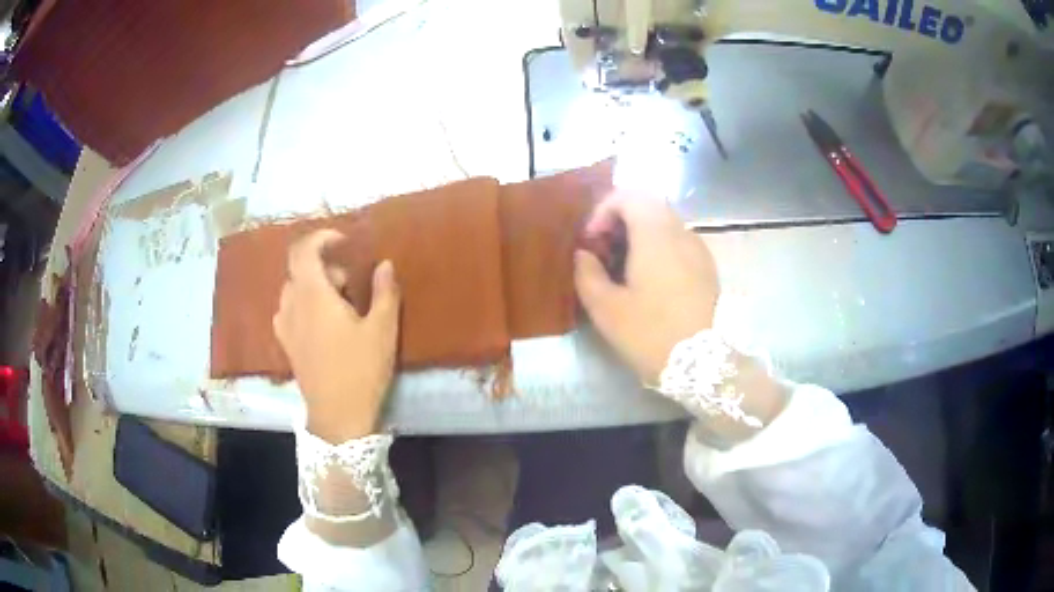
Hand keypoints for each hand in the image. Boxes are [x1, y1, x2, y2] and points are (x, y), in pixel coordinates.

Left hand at [273, 230, 400, 443]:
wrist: (337, 416)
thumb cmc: (360, 370)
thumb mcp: (382, 330)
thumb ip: (384, 291)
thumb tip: (384, 264)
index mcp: (313, 295)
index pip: (303, 250)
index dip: (321, 238)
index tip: (343, 241)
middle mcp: (292, 305)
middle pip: (300, 269)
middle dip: (325, 267)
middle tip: (351, 285)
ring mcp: (285, 326)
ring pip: (294, 290)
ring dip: (314, 286)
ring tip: (339, 306)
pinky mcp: (286, 344)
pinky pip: (289, 310)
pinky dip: (304, 305)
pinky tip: (322, 324)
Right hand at [575, 192, 718, 383]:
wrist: (703, 365)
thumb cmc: (651, 334)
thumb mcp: (607, 310)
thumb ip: (587, 274)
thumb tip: (584, 255)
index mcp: (656, 236)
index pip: (629, 196)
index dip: (603, 210)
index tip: (591, 241)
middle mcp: (681, 233)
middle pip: (649, 204)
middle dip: (620, 219)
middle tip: (604, 249)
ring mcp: (698, 250)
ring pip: (665, 222)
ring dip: (640, 233)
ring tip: (623, 266)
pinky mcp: (707, 268)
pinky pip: (678, 242)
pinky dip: (658, 247)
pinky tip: (649, 280)